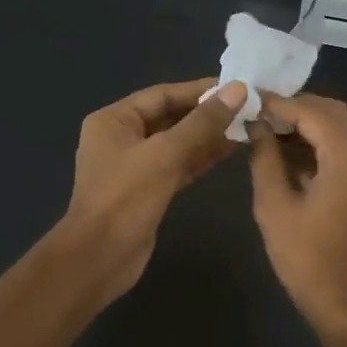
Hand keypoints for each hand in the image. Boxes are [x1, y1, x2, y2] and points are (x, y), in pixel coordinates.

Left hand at [58, 77, 246, 303]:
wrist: (100, 258)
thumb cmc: (125, 198)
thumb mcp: (165, 154)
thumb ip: (202, 123)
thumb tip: (237, 90)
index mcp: (114, 120)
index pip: (162, 95)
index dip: (199, 90)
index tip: (236, 88)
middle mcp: (122, 138)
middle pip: (170, 117)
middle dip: (206, 114)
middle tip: (247, 108)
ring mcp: (134, 166)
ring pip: (177, 143)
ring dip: (208, 136)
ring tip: (246, 126)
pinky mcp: (148, 190)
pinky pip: (178, 165)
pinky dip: (201, 158)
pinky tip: (230, 151)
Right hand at [248, 94, 346, 335]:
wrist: (344, 303)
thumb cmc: (305, 257)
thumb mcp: (274, 205)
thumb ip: (264, 158)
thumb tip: (256, 126)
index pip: (312, 111)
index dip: (278, 103)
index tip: (247, 98)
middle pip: (332, 112)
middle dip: (295, 108)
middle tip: (257, 113)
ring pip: (340, 128)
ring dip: (306, 124)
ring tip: (266, 130)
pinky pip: (343, 148)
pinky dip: (317, 142)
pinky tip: (285, 152)